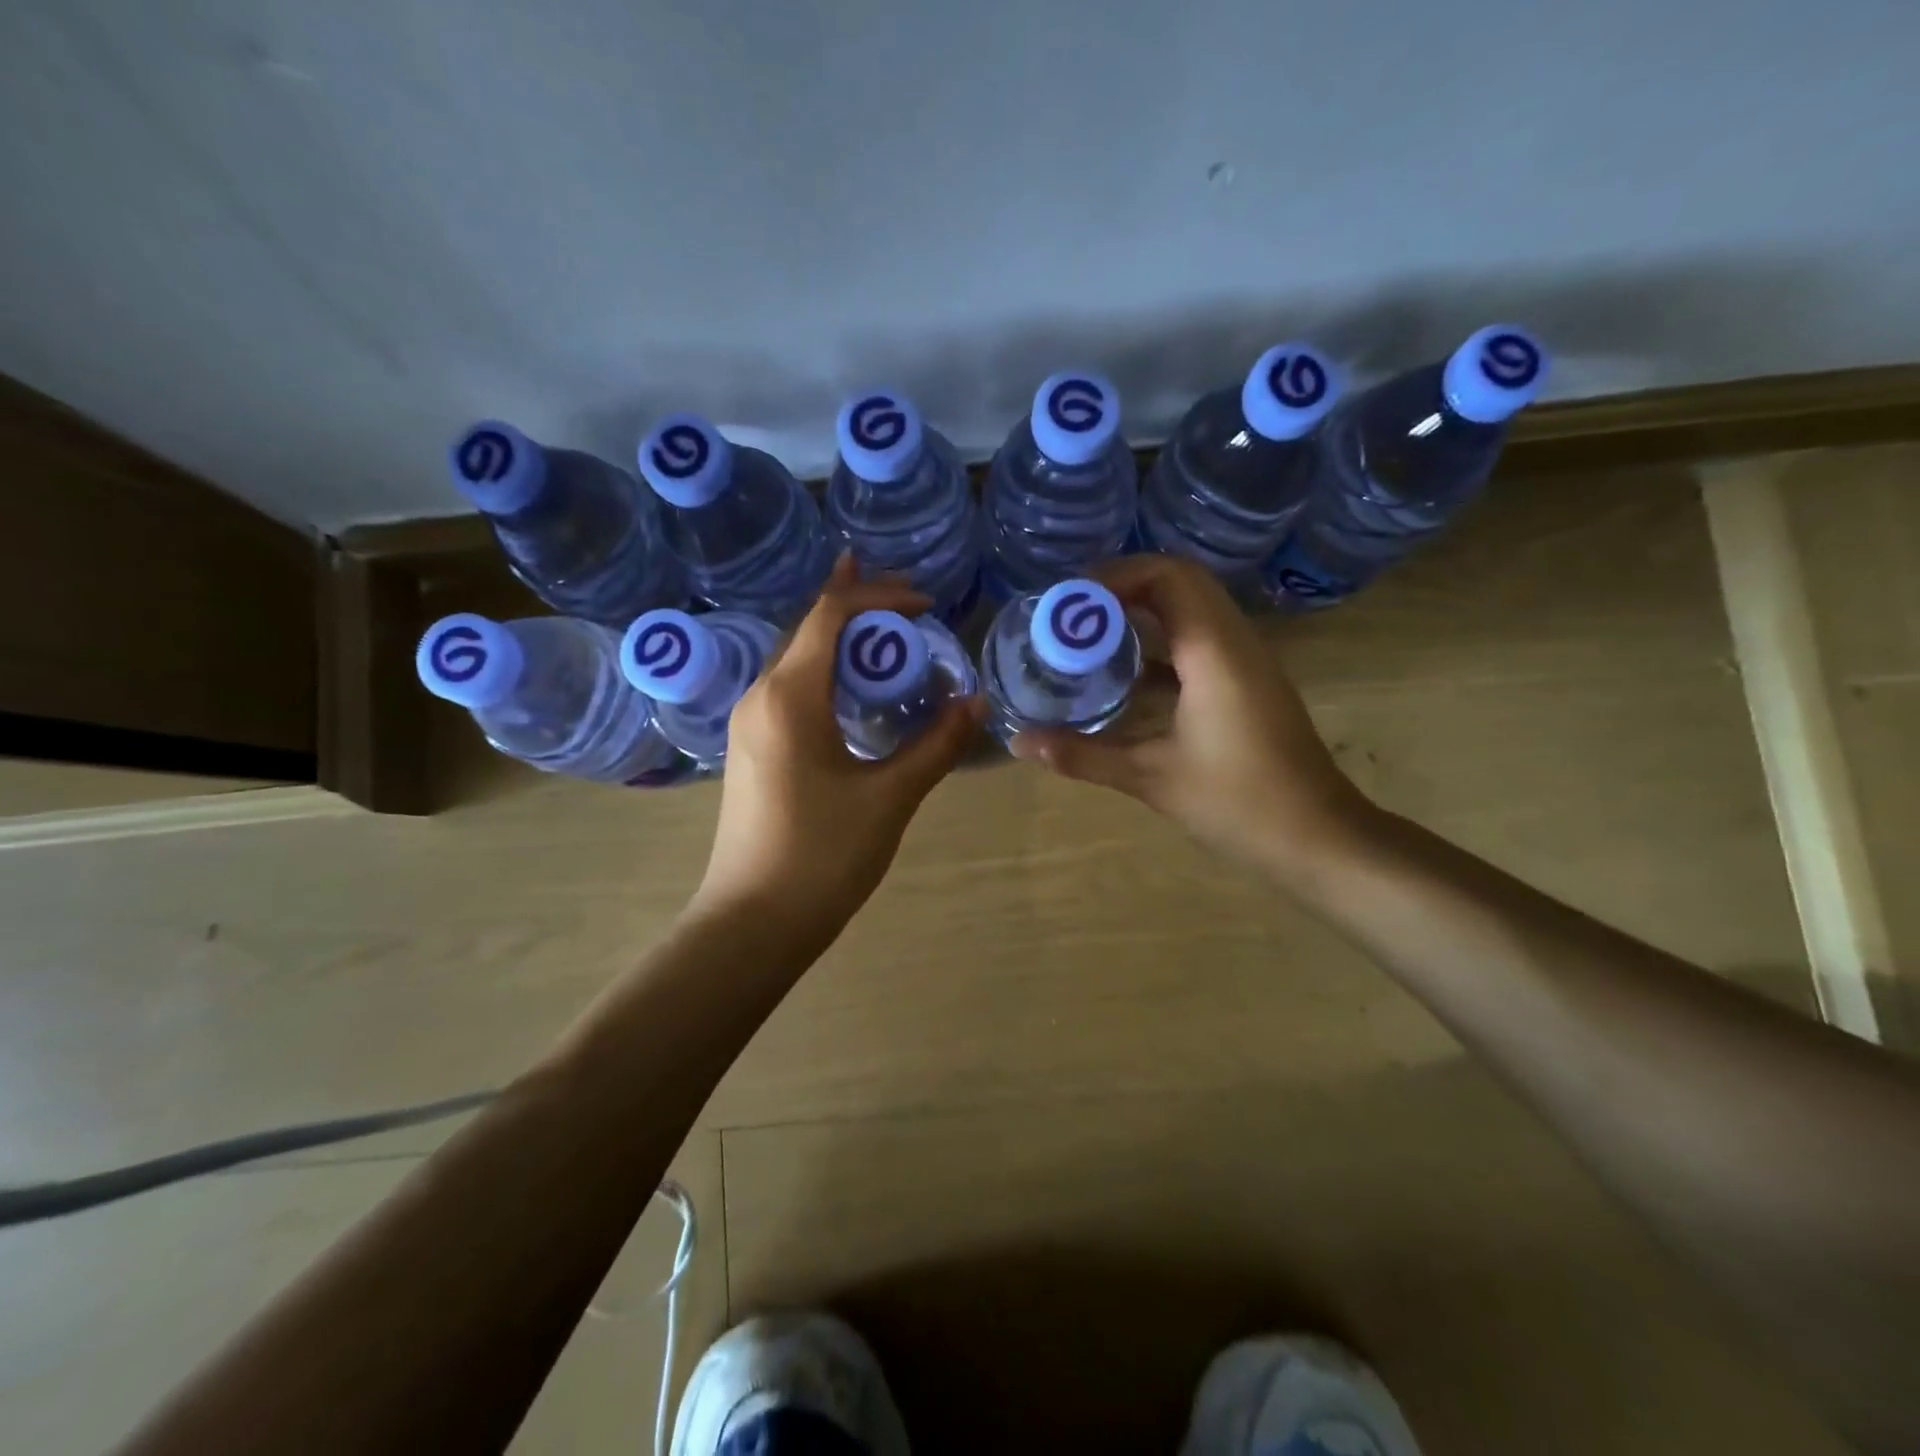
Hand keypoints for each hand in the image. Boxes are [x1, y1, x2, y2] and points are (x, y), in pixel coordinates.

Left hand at [692, 555, 982, 937]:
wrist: (752, 923)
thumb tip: (976, 703)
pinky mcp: (752, 749)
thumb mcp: (890, 798)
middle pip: (807, 628)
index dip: (879, 595)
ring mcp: (749, 724)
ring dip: (839, 638)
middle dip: (856, 604)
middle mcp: (760, 696)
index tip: (927, 602)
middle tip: (908, 599)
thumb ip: (935, 745)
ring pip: (796, 658)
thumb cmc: (822, 857)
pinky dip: (825, 671)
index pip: (830, 615)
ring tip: (883, 627)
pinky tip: (851, 688)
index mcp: (789, 696)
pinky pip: (790, 689)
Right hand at [1009, 554, 1374, 879]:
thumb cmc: (1238, 803)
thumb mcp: (1152, 778)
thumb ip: (1083, 755)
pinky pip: (1200, 639)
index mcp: (1214, 652)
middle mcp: (1235, 642)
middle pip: (1180, 582)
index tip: (1068, 602)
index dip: (1114, 577)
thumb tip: (1020, 743)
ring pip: (1193, 608)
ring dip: (1142, 611)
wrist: (1318, 837)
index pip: (1168, 577)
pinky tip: (1124, 674)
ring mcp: (1246, 661)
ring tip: (1089, 634)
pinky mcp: (1247, 683)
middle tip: (1072, 614)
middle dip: (1122, 587)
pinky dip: (1160, 641)